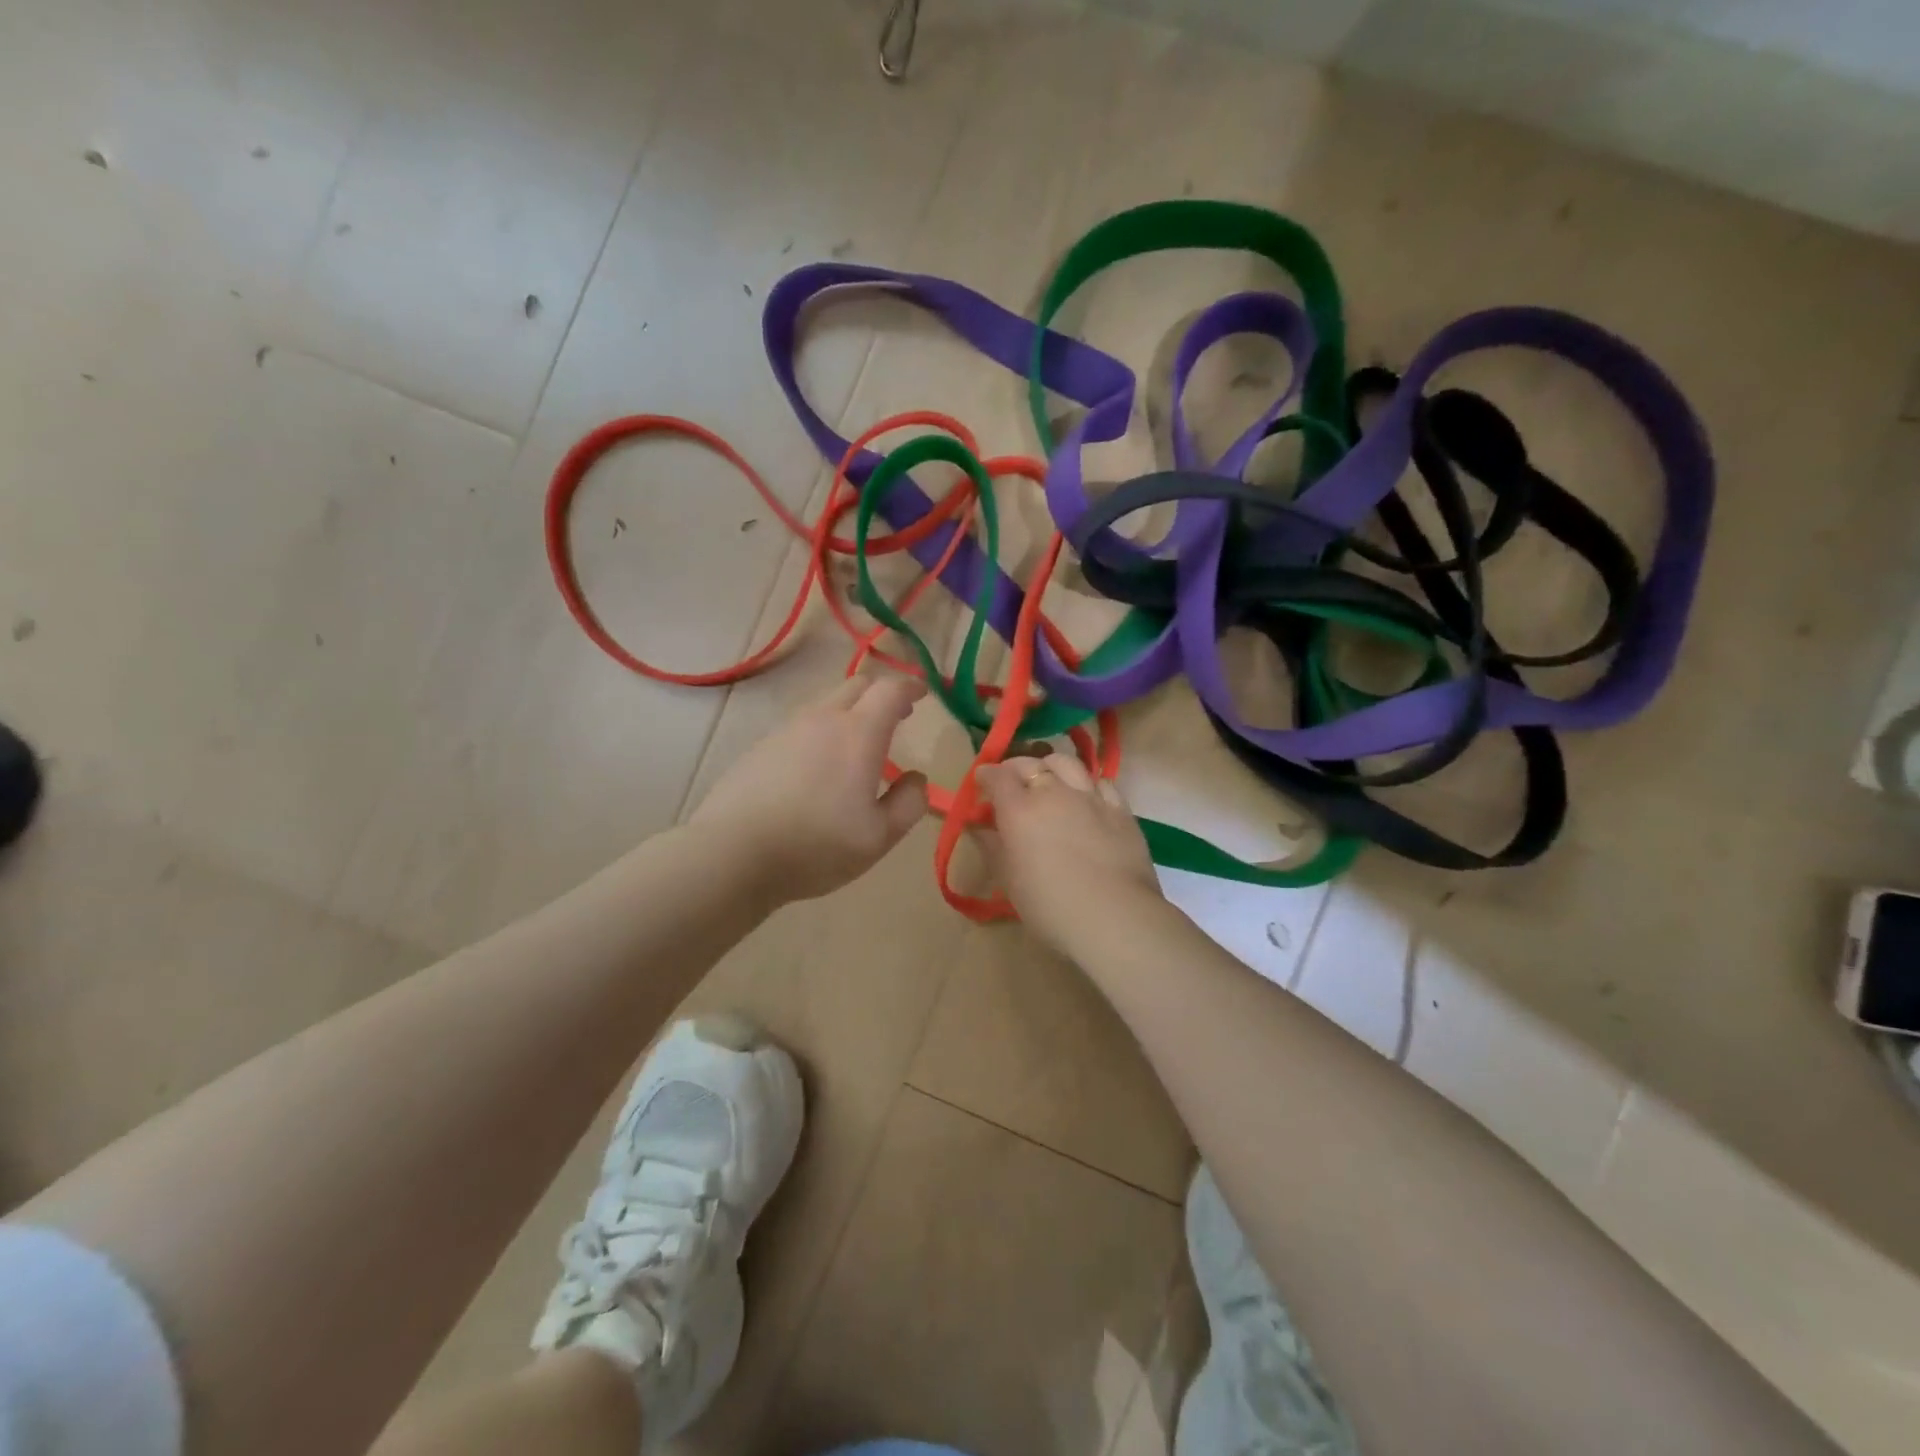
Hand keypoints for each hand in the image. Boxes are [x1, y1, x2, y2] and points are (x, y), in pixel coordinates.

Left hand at [691, 675, 930, 903]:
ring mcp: (787, 730)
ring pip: (826, 704)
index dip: (909, 686)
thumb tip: (916, 778)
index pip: (889, 690)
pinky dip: (821, 731)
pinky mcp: (761, 747)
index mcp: (858, 734)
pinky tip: (817, 766)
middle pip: (857, 686)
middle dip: (882, 694)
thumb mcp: (878, 836)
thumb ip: (908, 804)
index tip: (922, 693)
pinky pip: (801, 726)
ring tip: (858, 744)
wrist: (733, 853)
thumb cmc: (816, 845)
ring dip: (850, 712)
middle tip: (896, 715)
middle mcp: (822, 719)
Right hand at [975, 751, 1163, 955]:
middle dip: (1015, 768)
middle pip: (1031, 764)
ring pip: (1067, 763)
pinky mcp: (1120, 809)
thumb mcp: (1009, 880)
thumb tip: (980, 827)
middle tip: (1010, 782)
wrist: (1114, 917)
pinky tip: (1086, 797)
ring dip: (1051, 767)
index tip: (982, 781)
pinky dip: (1086, 783)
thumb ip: (993, 847)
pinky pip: (1101, 782)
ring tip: (1049, 780)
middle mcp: (1054, 793)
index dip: (986, 775)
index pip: (997, 776)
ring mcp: (1090, 797)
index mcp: (1020, 809)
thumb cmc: (1050, 906)